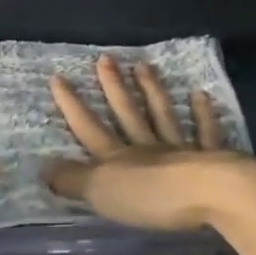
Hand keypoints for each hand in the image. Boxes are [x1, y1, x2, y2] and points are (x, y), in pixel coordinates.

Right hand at [45, 55, 255, 230]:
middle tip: (105, 58)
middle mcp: (146, 148)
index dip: (71, 105)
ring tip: (143, 65)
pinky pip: (205, 132)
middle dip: (113, 86)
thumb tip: (44, 169)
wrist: (209, 196)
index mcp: (117, 158)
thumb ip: (73, 180)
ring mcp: (180, 150)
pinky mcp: (211, 159)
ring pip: (162, 116)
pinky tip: (200, 95)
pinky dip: (202, 114)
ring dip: (151, 90)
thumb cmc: (150, 196)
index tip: (58, 77)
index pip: (88, 128)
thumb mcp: (101, 192)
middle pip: (126, 113)